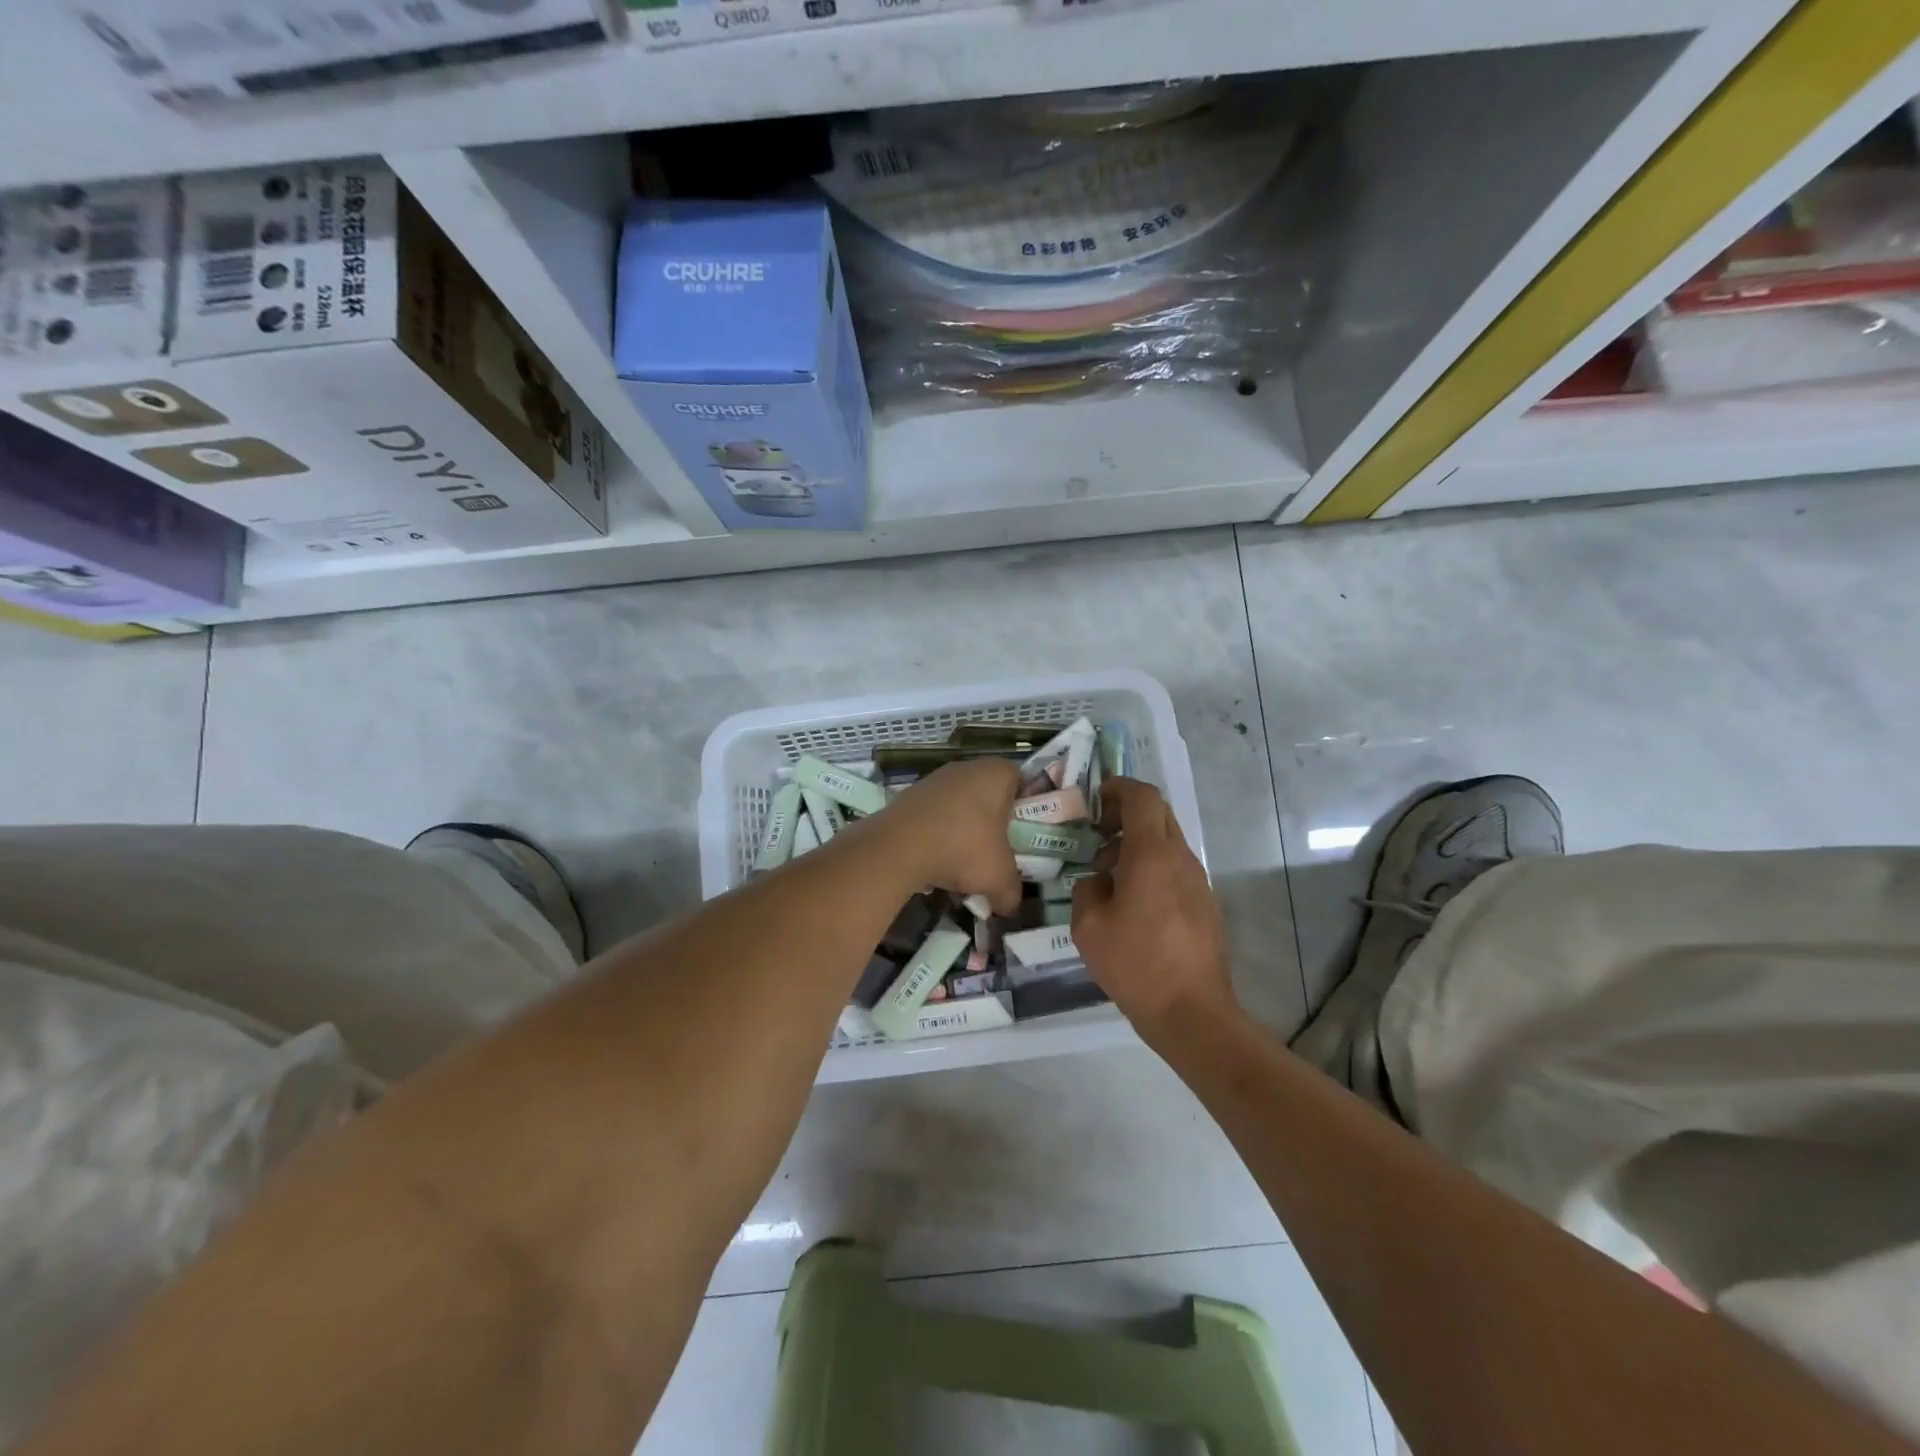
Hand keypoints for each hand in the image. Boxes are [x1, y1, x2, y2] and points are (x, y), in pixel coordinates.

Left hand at [878, 758, 1023, 913]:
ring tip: (963, 863)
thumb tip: (1010, 907)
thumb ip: (1011, 892)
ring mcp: (935, 778)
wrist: (899, 847)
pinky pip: (934, 814)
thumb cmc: (963, 848)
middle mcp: (967, 767)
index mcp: (997, 773)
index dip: (1026, 807)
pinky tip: (935, 861)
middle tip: (996, 851)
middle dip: (992, 823)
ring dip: (963, 830)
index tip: (1023, 834)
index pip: (1022, 781)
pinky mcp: (910, 794)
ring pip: (960, 804)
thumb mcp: (999, 878)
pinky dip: (938, 834)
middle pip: (989, 794)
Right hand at [1073, 777, 1238, 1045]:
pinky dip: (1152, 867)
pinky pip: (1175, 868)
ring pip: (1168, 842)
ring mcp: (1199, 881)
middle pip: (1158, 814)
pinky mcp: (1205, 904)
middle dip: (1126, 814)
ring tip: (1108, 874)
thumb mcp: (1088, 926)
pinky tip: (1132, 901)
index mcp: (1152, 854)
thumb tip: (1099, 880)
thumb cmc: (1135, 964)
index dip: (1118, 788)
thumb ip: (1087, 889)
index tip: (1095, 800)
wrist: (1192, 1012)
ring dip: (1138, 843)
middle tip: (1097, 833)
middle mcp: (1181, 858)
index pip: (1143, 797)